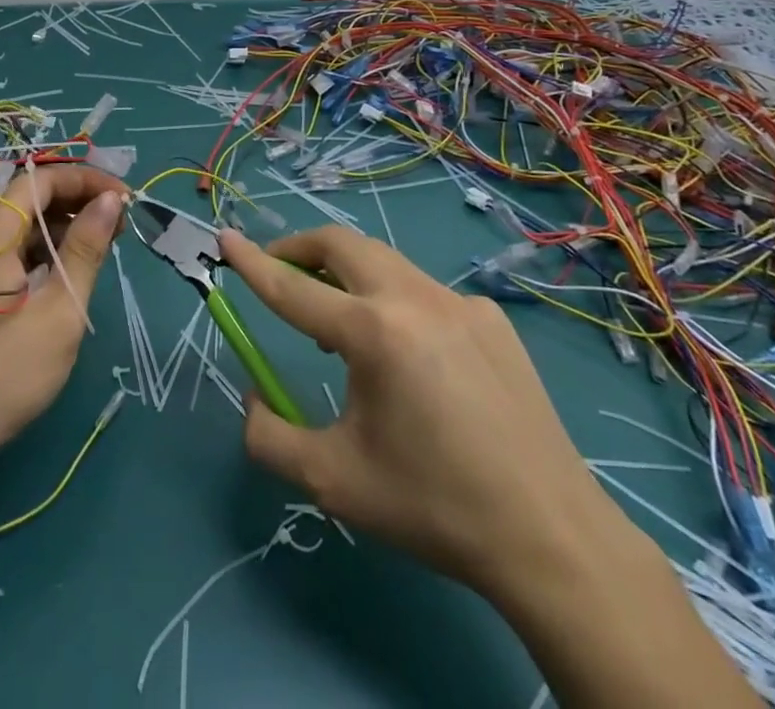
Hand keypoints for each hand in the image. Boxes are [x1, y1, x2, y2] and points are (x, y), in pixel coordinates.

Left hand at [0, 163, 128, 472]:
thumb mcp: (58, 313)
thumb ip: (85, 249)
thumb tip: (111, 200)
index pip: (42, 179)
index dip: (87, 180)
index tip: (126, 198)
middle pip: (28, 199)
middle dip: (76, 204)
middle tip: (119, 228)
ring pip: (16, 226)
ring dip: (59, 230)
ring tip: (99, 250)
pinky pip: (2, 251)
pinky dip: (36, 253)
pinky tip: (61, 274)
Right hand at [218, 226, 643, 614]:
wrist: (549, 537)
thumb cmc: (432, 507)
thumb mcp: (333, 481)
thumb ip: (270, 437)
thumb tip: (254, 399)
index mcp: (374, 333)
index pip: (293, 288)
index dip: (252, 262)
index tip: (224, 237)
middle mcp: (415, 298)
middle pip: (342, 245)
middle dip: (301, 249)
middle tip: (281, 274)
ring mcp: (460, 301)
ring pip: (385, 263)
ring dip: (348, 276)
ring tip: (340, 326)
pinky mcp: (492, 318)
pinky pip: (426, 294)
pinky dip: (397, 305)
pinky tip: (413, 361)